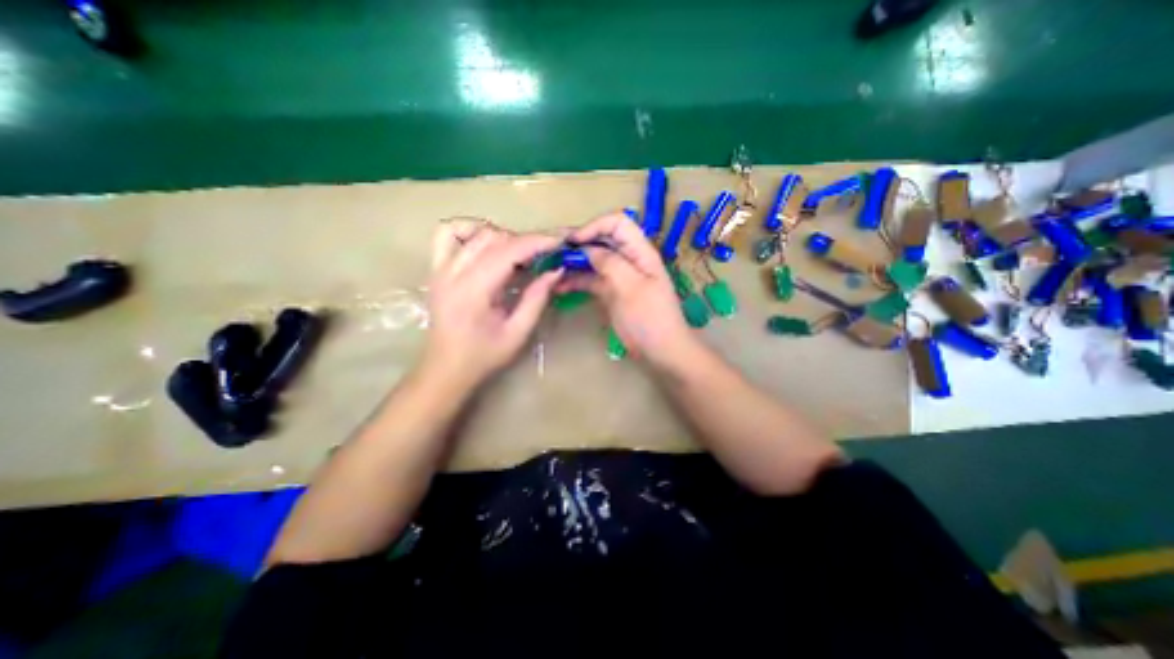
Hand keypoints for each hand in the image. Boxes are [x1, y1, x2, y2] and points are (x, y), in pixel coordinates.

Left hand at [421, 222, 564, 391]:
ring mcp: (440, 268)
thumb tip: (555, 271)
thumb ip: (536, 299)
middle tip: (542, 257)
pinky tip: (484, 246)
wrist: (446, 368)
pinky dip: (468, 232)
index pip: (507, 251)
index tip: (559, 241)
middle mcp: (453, 272)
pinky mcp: (435, 270)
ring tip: (515, 254)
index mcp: (473, 290)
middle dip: (522, 241)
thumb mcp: (517, 333)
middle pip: (492, 237)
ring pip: (472, 231)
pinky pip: (447, 235)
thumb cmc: (483, 356)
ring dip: (500, 236)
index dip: (536, 242)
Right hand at [559, 210, 695, 361]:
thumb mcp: (631, 288)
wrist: (661, 351)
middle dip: (580, 244)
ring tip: (553, 271)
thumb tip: (588, 249)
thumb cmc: (650, 319)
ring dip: (574, 264)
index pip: (618, 224)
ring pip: (594, 261)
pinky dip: (576, 281)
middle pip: (603, 241)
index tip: (573, 241)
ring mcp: (619, 277)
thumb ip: (610, 264)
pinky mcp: (611, 293)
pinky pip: (592, 281)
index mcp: (640, 252)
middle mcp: (629, 260)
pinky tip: (560, 288)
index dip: (595, 227)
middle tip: (555, 255)